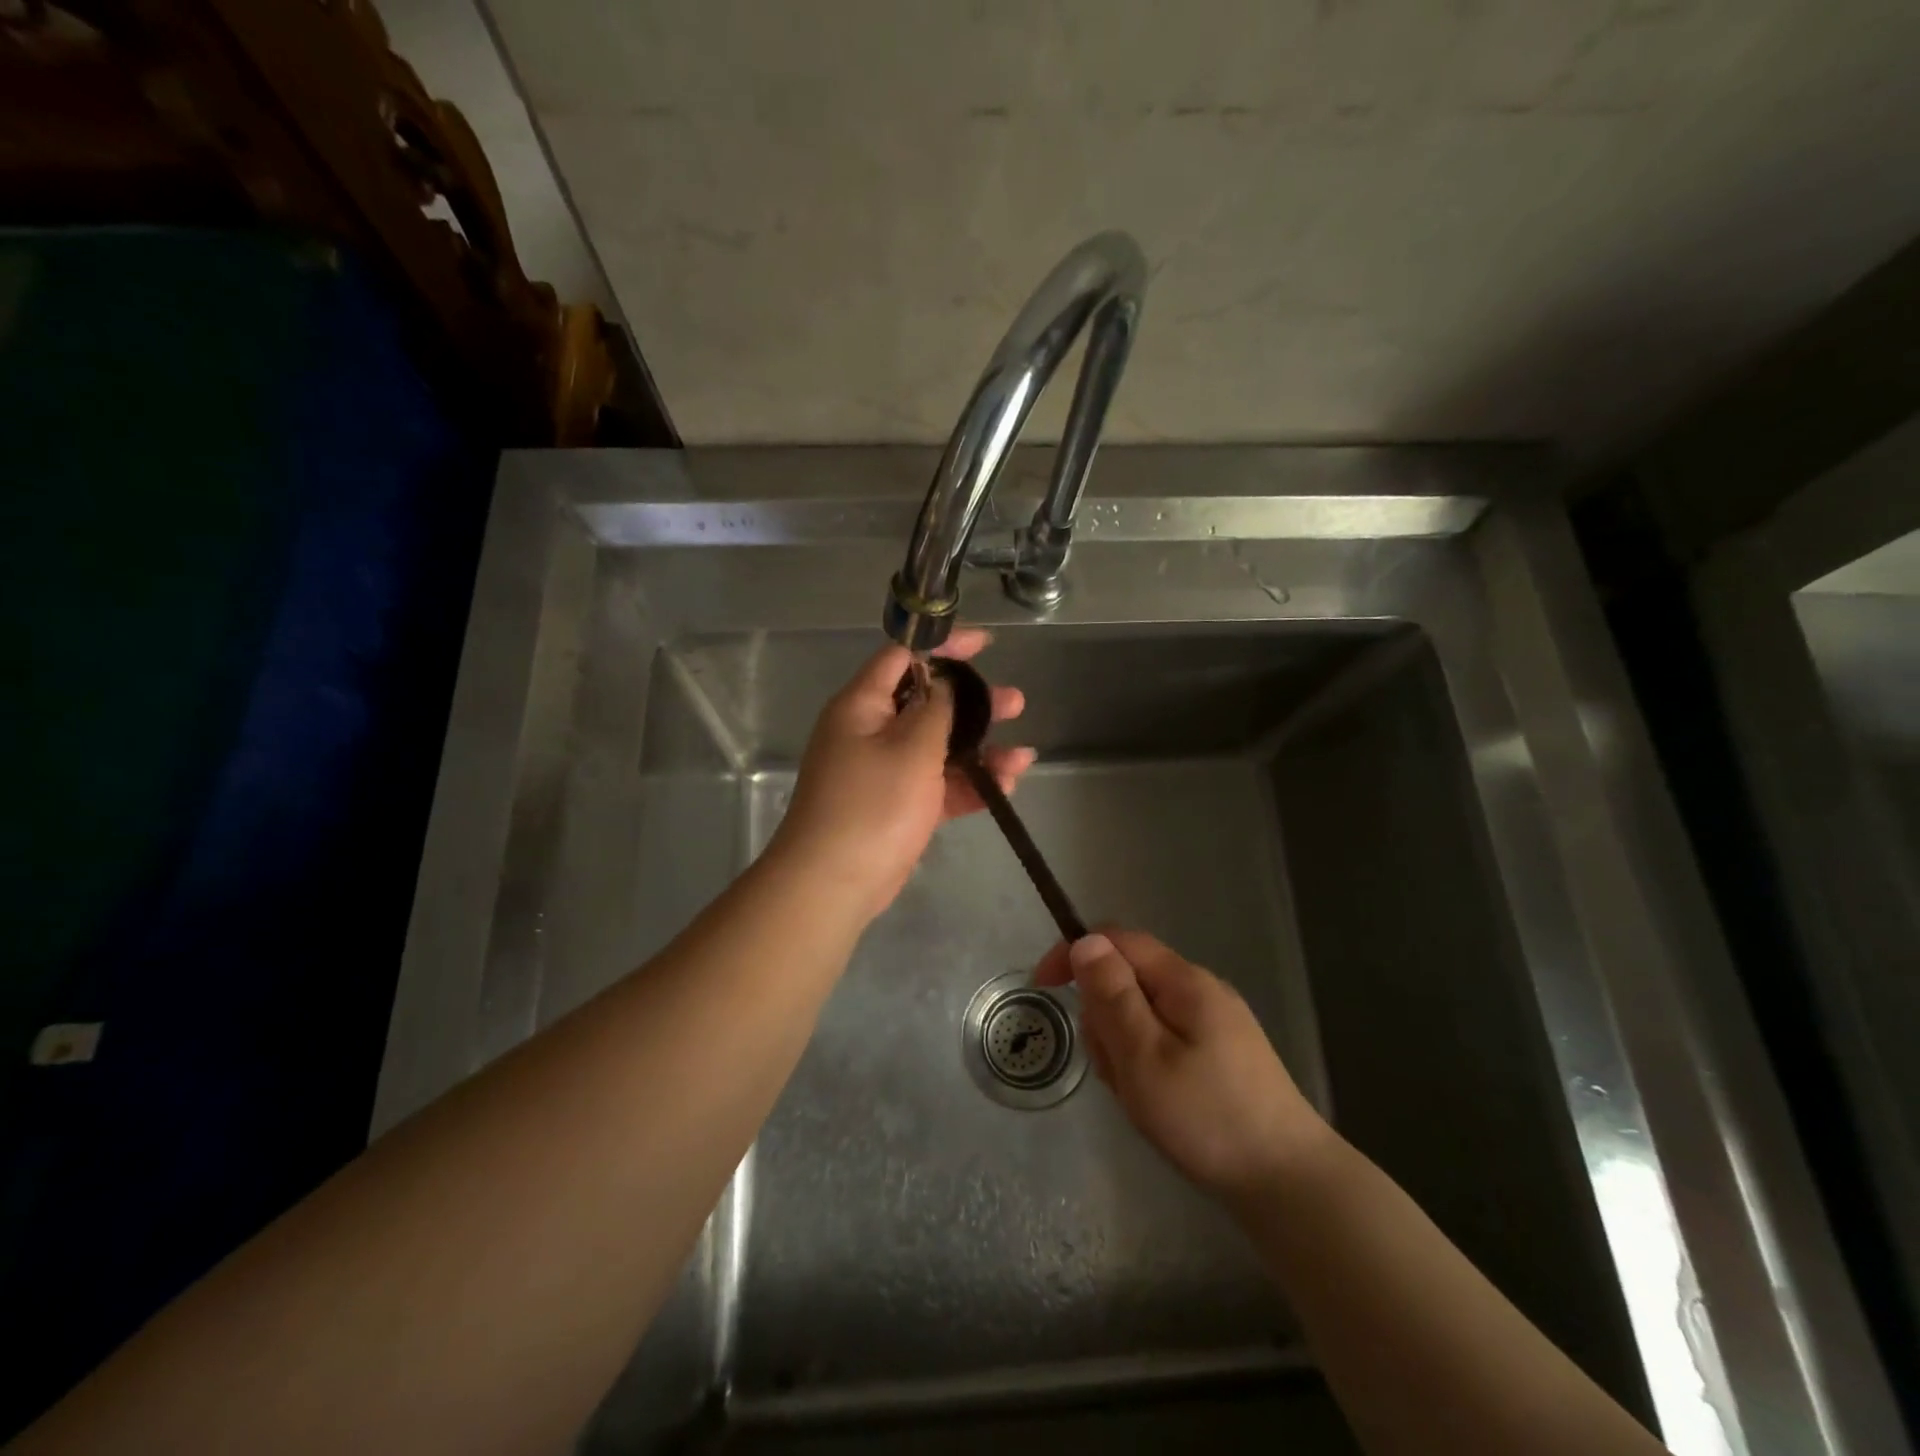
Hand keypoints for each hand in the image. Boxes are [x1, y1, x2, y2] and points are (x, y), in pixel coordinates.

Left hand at [768, 629, 1034, 924]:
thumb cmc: (872, 804)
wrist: (835, 883)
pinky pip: (939, 784)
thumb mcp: (911, 747)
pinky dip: (969, 783)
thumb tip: (944, 681)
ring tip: (1023, 755)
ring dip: (981, 749)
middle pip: (929, 703)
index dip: (944, 646)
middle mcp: (872, 731)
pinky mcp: (900, 806)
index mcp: (863, 705)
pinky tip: (1006, 784)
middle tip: (1015, 702)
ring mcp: (887, 771)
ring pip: (940, 747)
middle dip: (975, 703)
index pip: (903, 658)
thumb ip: (937, 708)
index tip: (985, 644)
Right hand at [1034, 929, 1328, 1201]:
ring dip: (1124, 1047)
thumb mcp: (1144, 1056)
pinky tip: (1158, 1105)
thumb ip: (1112, 996)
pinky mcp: (1221, 1056)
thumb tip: (1085, 940)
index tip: (1042, 988)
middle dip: (1104, 1017)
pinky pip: (1164, 1041)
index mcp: (1183, 981)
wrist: (1289, 1185)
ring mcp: (1215, 1024)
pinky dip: (1147, 1064)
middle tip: (1115, 1071)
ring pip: (1143, 1014)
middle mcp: (1200, 991)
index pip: (1117, 940)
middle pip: (1128, 979)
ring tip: (1139, 1097)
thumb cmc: (1207, 1118)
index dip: (1075, 953)